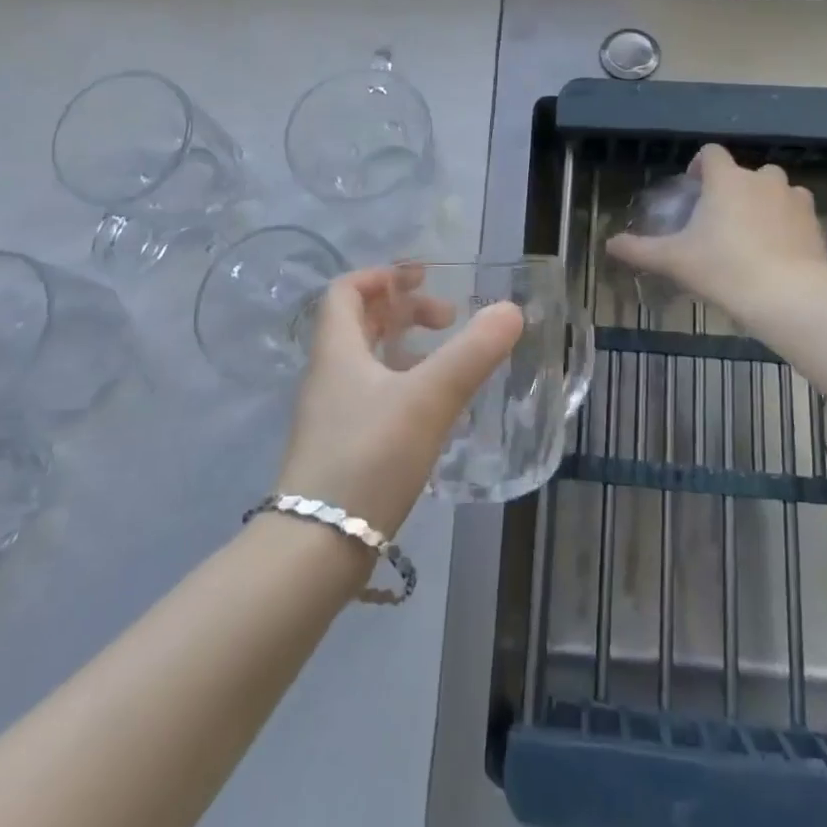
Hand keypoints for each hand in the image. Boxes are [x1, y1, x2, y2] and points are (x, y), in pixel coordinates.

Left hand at [275, 266, 523, 535]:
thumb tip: (510, 310)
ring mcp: (331, 416)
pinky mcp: (340, 450)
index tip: (422, 278)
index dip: (382, 276)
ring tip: (446, 360)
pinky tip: (432, 410)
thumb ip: (473, 352)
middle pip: (359, 323)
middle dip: (403, 310)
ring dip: (405, 348)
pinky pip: (372, 397)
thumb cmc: (369, 458)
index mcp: (338, 351)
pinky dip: (402, 386)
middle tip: (447, 318)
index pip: (346, 291)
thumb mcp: (428, 398)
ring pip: (367, 363)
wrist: (316, 551)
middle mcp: (328, 376)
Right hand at [606, 144, 826, 321]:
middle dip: (733, 188)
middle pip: (746, 172)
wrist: (790, 295)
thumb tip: (608, 244)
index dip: (701, 165)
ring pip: (776, 190)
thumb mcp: (675, 260)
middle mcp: (762, 180)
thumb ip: (640, 249)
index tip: (694, 188)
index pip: (711, 153)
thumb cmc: (724, 268)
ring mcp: (793, 199)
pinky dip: (786, 224)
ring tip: (751, 234)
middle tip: (720, 219)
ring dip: (763, 202)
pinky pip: (796, 214)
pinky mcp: (815, 223)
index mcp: (727, 179)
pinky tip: (777, 251)